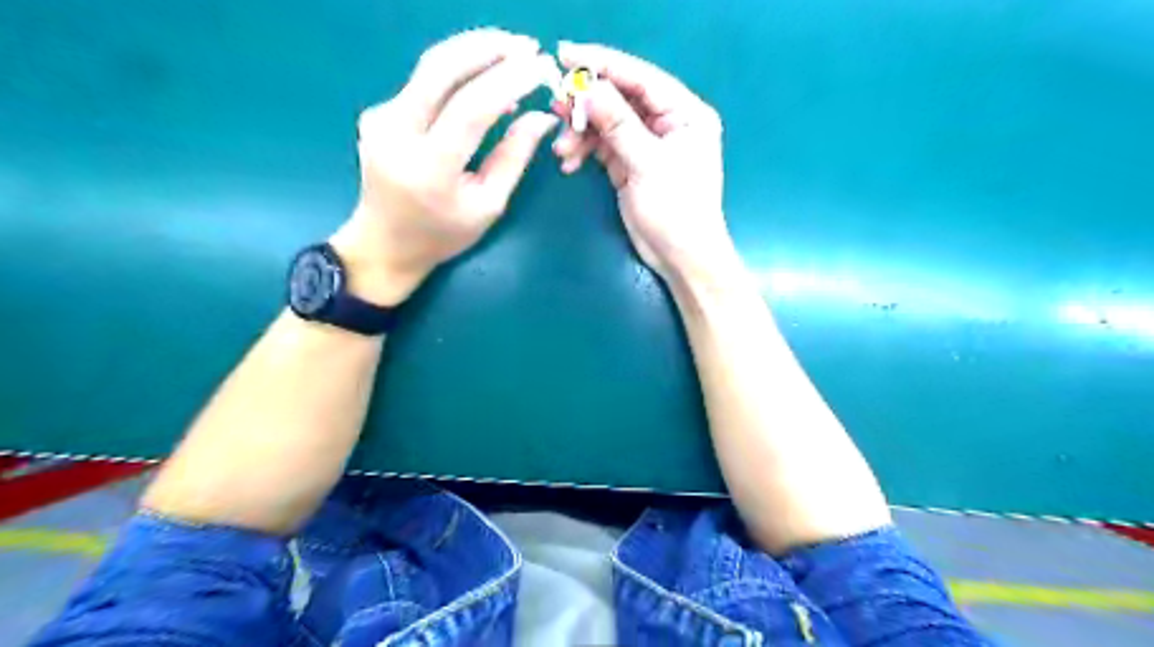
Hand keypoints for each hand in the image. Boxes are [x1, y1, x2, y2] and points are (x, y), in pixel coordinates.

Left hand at [329, 28, 563, 306]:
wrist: (384, 243)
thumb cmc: (443, 234)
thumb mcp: (488, 205)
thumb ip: (514, 158)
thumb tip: (542, 116)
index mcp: (429, 168)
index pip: (472, 108)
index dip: (510, 81)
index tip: (542, 67)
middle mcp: (397, 134)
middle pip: (441, 69)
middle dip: (488, 48)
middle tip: (527, 46)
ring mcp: (380, 119)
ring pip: (429, 67)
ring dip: (473, 52)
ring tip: (512, 52)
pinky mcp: (378, 113)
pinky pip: (423, 84)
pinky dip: (458, 74)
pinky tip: (482, 81)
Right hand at [552, 43, 738, 284]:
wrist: (680, 258)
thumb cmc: (676, 211)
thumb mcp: (648, 164)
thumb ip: (618, 125)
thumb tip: (588, 87)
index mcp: (684, 113)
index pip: (640, 78)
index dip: (603, 64)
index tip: (565, 54)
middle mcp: (667, 123)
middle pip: (620, 98)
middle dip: (586, 103)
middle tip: (556, 106)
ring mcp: (647, 144)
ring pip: (606, 123)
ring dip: (581, 132)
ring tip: (561, 148)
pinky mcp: (630, 164)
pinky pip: (602, 146)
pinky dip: (584, 151)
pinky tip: (569, 163)